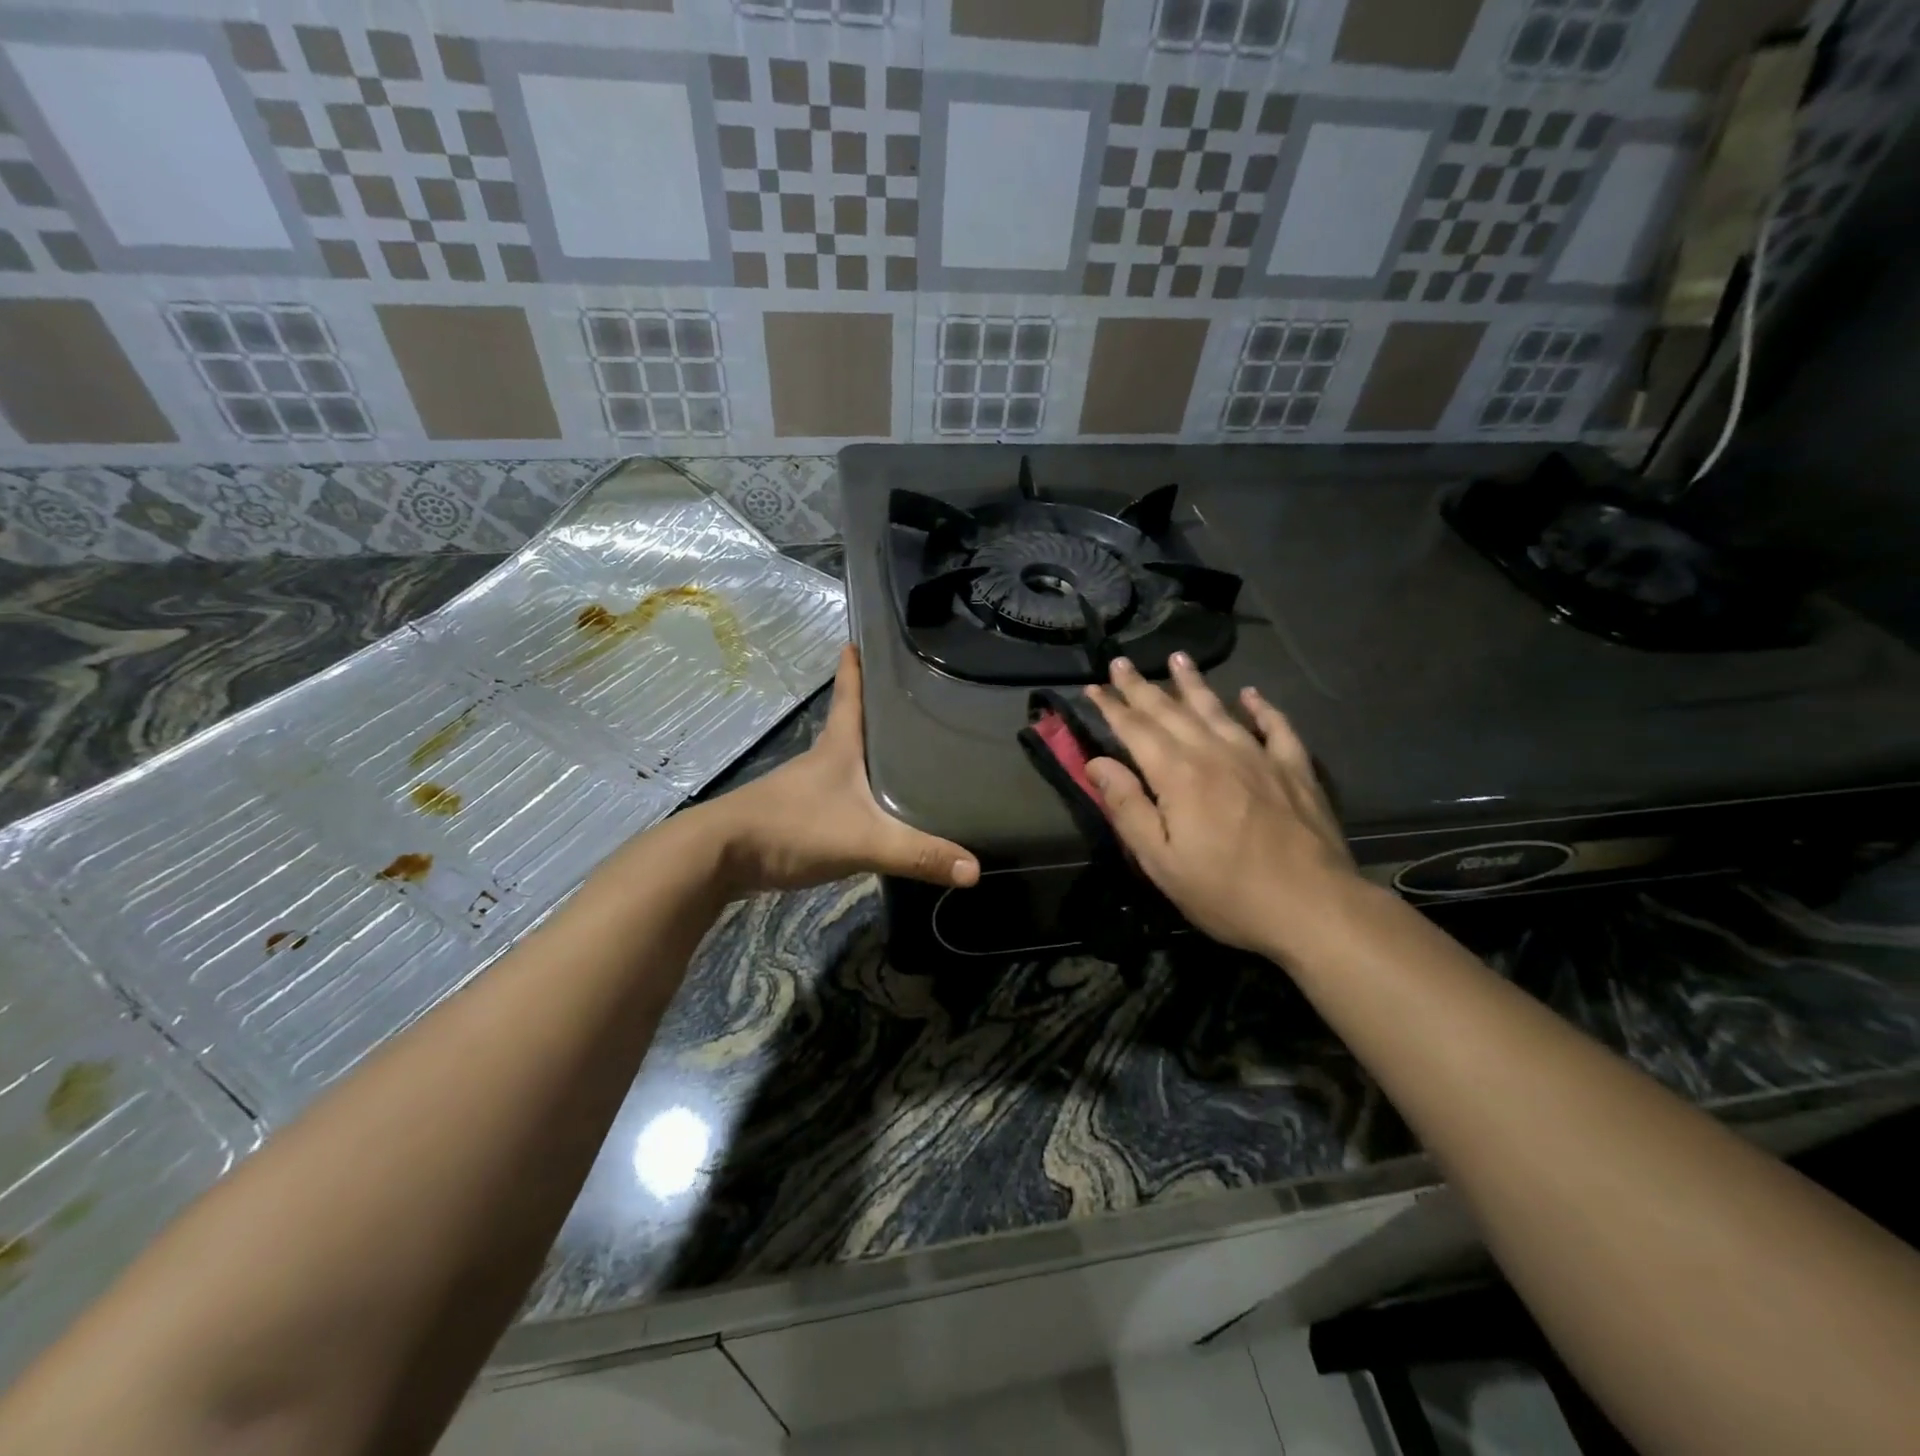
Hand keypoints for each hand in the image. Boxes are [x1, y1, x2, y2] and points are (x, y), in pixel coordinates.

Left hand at [703, 645, 980, 895]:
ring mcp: (806, 788)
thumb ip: (917, 854)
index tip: (859, 637)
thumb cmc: (792, 828)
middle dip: (877, 710)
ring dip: (868, 753)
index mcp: (837, 748)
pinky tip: (875, 807)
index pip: (849, 696)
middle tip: (913, 699)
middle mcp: (821, 760)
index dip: (855, 668)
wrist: (721, 857)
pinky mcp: (798, 816)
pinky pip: (838, 795)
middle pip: (852, 726)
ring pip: (845, 762)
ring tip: (905, 752)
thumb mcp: (862, 840)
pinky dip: (857, 792)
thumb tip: (975, 870)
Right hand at [1084, 654, 1359, 956]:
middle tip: (1121, 662)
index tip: (1093, 687)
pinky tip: (1251, 696)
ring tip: (1178, 658)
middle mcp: (1215, 752)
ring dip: (1193, 683)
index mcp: (1178, 774)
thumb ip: (1127, 807)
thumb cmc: (1225, 891)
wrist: (1313, 906)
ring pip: (1218, 709)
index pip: (1135, 729)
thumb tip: (1097, 763)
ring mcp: (1259, 756)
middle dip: (1142, 686)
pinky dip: (1261, 708)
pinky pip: (1275, 727)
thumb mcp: (1160, 861)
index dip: (1112, 707)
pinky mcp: (1293, 769)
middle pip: (1171, 711)